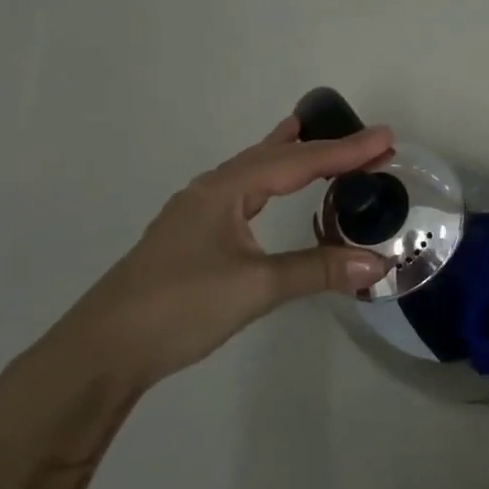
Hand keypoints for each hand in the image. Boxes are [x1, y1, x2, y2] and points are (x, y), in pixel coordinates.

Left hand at [40, 116, 394, 388]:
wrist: (101, 352)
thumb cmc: (179, 308)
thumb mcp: (256, 287)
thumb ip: (318, 270)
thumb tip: (378, 264)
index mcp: (225, 190)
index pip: (298, 162)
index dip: (346, 152)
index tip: (388, 140)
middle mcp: (211, 191)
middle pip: (276, 157)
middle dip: (324, 148)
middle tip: (368, 143)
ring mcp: (197, 213)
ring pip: (254, 170)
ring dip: (291, 155)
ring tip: (313, 135)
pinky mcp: (192, 236)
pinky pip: (243, 190)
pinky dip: (269, 178)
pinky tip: (268, 188)